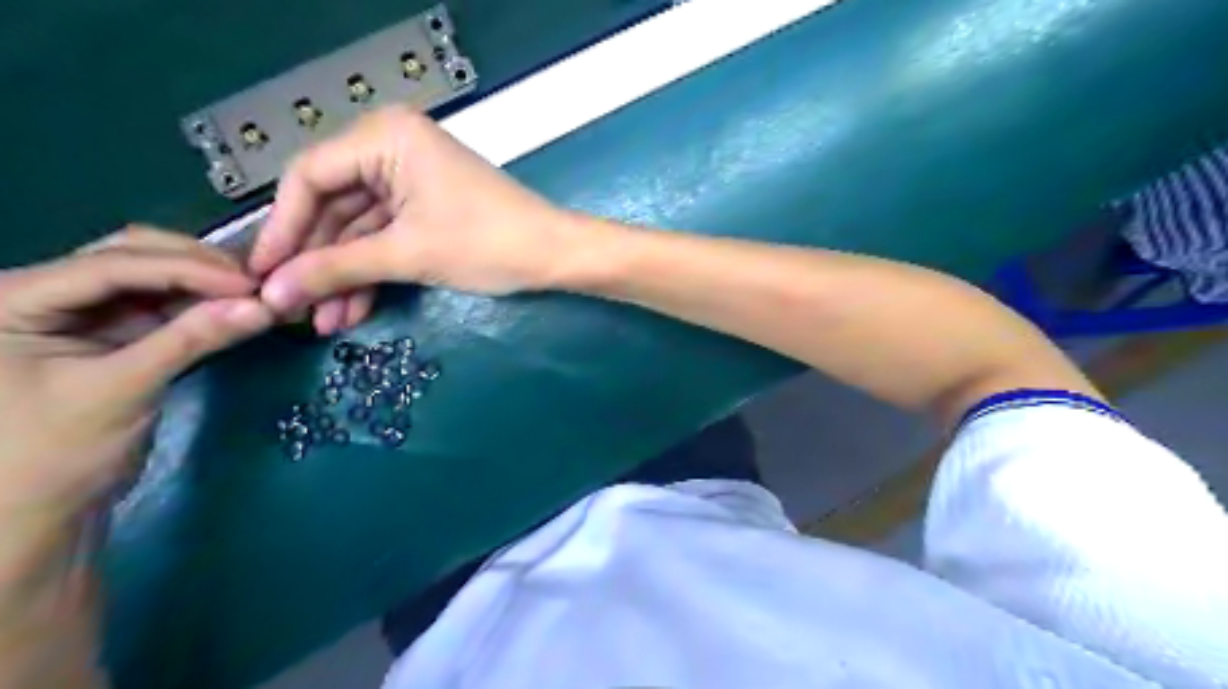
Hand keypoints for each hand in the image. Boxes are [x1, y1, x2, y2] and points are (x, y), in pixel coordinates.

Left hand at [0, 228, 268, 528]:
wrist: (35, 513)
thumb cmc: (51, 455)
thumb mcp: (121, 390)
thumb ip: (191, 341)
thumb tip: (263, 307)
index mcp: (14, 298)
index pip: (113, 265)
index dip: (188, 269)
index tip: (252, 284)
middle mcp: (45, 294)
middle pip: (131, 257)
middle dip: (199, 267)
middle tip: (258, 286)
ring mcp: (81, 314)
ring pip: (154, 279)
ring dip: (207, 286)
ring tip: (258, 296)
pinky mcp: (113, 336)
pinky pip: (165, 308)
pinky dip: (204, 309)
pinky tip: (239, 312)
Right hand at [249, 108, 587, 333]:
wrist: (554, 256)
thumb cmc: (487, 243)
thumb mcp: (407, 255)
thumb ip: (336, 269)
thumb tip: (273, 293)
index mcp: (385, 137)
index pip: (308, 177)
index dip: (281, 229)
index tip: (260, 274)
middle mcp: (392, 147)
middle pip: (332, 207)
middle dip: (317, 262)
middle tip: (291, 308)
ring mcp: (410, 179)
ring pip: (358, 229)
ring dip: (342, 276)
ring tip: (324, 322)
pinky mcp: (426, 207)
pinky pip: (385, 237)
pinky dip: (371, 272)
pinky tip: (352, 310)